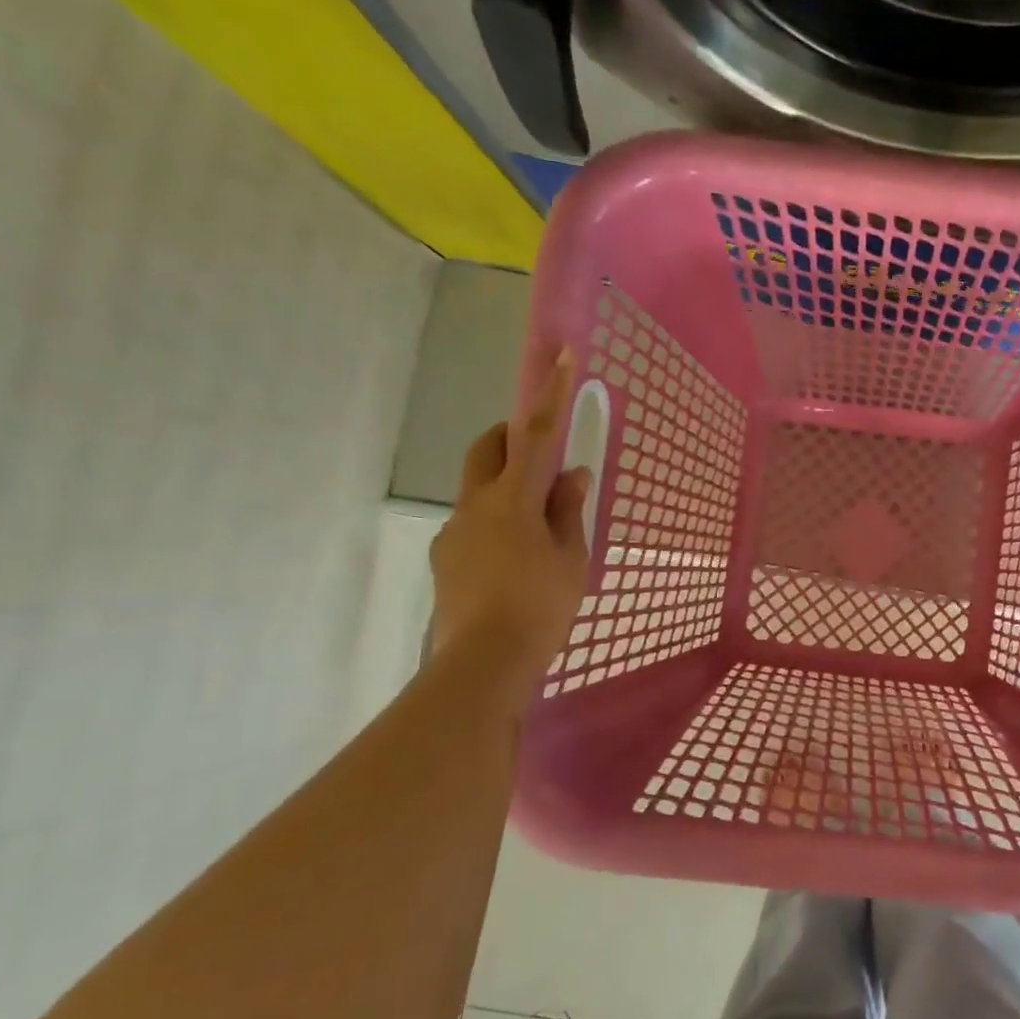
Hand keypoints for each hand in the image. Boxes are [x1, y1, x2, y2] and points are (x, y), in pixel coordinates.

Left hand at [429, 347, 591, 677]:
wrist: (483, 663)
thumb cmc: (541, 606)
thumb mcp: (571, 558)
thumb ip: (569, 511)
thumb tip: (573, 475)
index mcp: (513, 500)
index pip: (535, 435)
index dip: (549, 394)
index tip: (559, 354)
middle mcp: (475, 506)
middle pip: (487, 449)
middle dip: (512, 437)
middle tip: (543, 455)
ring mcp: (454, 533)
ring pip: (480, 490)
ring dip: (508, 489)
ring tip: (540, 531)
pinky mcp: (446, 560)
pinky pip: (473, 525)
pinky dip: (497, 524)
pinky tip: (516, 563)